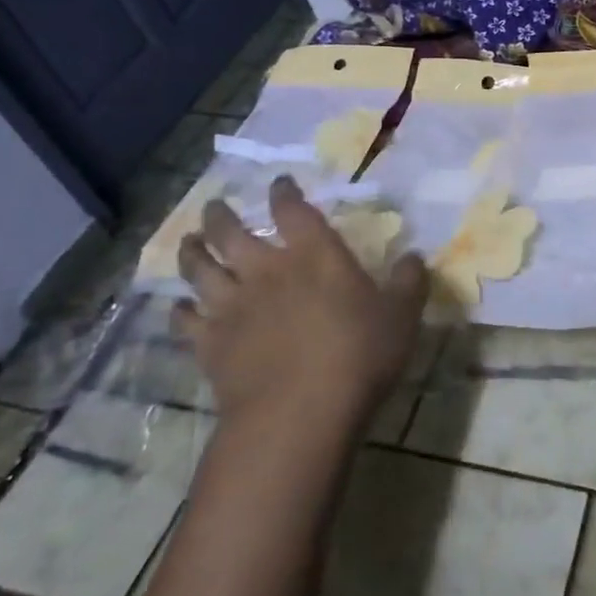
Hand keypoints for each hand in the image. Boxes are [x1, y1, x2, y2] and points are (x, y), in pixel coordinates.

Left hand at [171, 176, 428, 426]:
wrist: (298, 412)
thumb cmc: (358, 355)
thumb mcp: (402, 316)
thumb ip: (409, 282)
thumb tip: (415, 256)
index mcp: (314, 255)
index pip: (293, 210)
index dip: (284, 192)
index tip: (280, 182)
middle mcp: (266, 270)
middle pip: (230, 231)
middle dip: (221, 215)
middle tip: (216, 206)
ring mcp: (231, 306)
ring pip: (199, 269)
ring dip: (192, 252)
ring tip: (189, 241)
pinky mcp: (209, 344)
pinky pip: (185, 320)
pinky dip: (180, 311)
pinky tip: (180, 308)